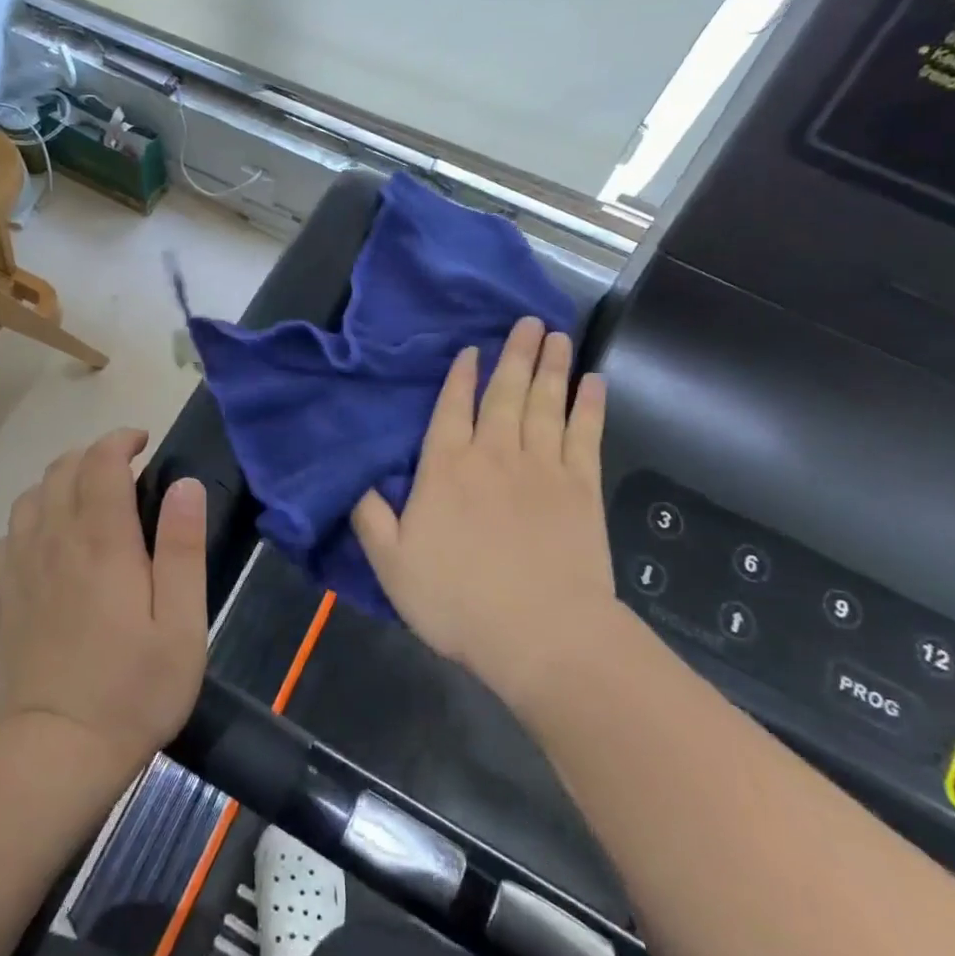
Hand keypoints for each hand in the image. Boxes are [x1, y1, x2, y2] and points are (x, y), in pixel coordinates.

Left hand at [0, 430, 207, 772]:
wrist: (56, 754)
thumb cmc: (134, 689)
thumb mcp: (182, 623)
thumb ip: (183, 547)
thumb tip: (185, 484)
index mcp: (102, 542)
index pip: (101, 462)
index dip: (120, 440)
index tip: (143, 442)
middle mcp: (54, 541)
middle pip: (61, 469)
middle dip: (92, 454)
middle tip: (123, 469)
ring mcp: (20, 568)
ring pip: (30, 496)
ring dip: (60, 481)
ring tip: (88, 498)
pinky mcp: (1, 597)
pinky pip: (7, 535)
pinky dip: (30, 519)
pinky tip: (49, 541)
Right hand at [352, 317, 615, 710]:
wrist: (541, 635)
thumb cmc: (458, 601)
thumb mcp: (392, 564)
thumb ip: (371, 517)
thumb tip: (360, 480)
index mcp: (446, 468)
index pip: (452, 408)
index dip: (461, 376)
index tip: (472, 349)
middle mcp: (494, 454)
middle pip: (504, 393)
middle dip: (514, 354)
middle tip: (528, 321)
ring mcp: (542, 467)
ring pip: (545, 403)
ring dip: (550, 367)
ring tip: (556, 335)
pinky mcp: (581, 487)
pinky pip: (585, 434)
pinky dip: (590, 405)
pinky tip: (594, 383)